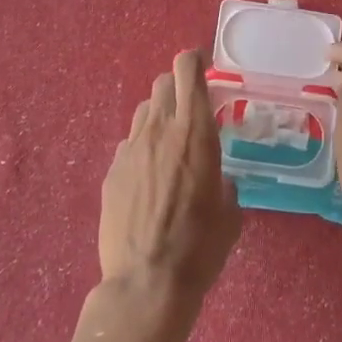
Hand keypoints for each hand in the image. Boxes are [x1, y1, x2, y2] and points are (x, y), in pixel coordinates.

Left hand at [98, 51, 241, 321]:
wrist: (147, 281)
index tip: (202, 64)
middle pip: (162, 84)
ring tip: (169, 143)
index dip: (194, 60)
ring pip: (143, 111)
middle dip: (177, 87)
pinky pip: (129, 144)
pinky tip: (148, 177)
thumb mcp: (230, 212)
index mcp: (195, 133)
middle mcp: (160, 131)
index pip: (187, 72)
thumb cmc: (201, 247)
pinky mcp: (111, 171)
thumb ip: (223, 182)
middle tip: (189, 108)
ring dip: (159, 116)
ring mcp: (130, 149)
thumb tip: (216, 179)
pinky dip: (142, 148)